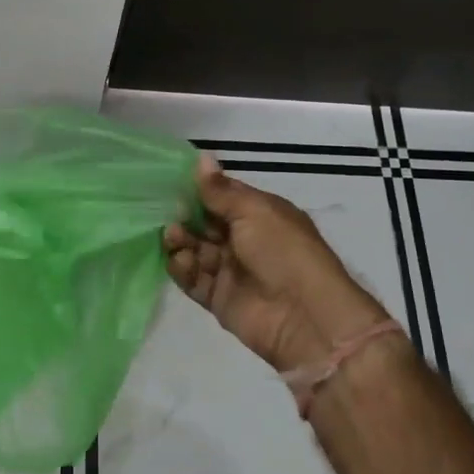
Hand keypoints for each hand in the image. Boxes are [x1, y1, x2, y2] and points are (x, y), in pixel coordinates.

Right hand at [164, 155, 398, 372]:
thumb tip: (201, 157)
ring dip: (181, 241)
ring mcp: (230, 270)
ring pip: (195, 250)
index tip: (171, 182)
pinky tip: (181, 261)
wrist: (305, 316)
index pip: (223, 197)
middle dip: (185, 217)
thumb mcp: (254, 211)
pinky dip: (183, 269)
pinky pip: (192, 279)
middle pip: (205, 224)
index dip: (199, 190)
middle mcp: (245, 240)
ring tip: (173, 237)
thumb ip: (220, 191)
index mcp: (260, 215)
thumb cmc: (284, 251)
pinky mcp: (218, 298)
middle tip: (169, 214)